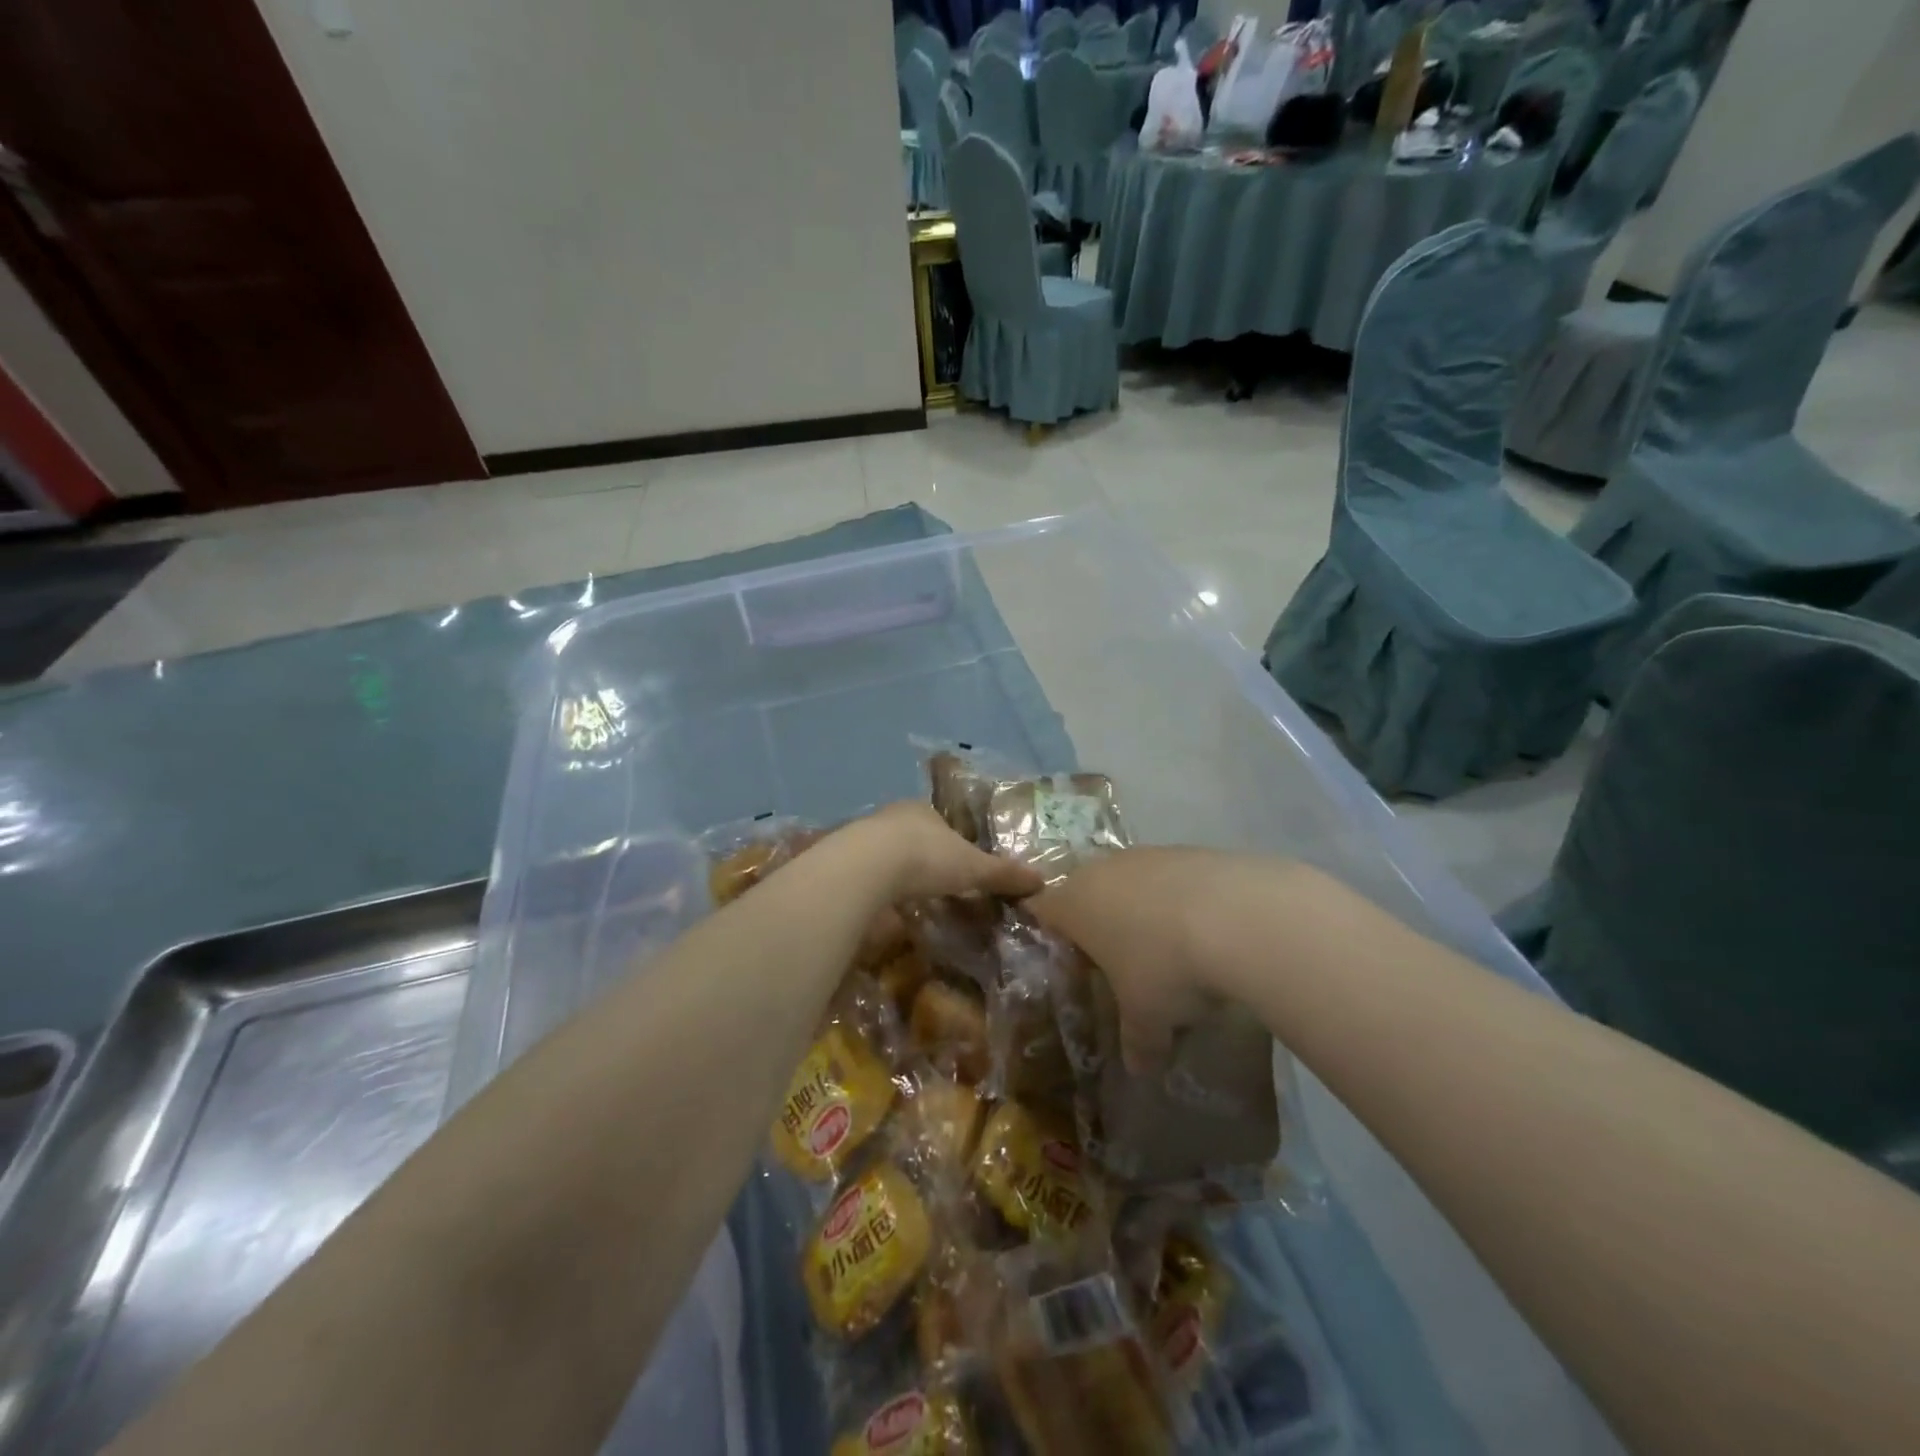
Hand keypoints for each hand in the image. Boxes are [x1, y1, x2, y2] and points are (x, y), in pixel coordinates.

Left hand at [851, 801, 1046, 903]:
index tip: (956, 862)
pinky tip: (880, 902)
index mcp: (923, 809)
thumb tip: (1041, 880)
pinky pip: (865, 871)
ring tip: (907, 895)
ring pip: (885, 851)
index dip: (950, 840)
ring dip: (895, 869)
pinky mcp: (843, 860)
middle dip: (921, 854)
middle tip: (932, 881)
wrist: (867, 866)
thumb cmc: (927, 857)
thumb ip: (1003, 873)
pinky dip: (875, 884)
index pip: (940, 821)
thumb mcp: (973, 868)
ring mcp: (863, 836)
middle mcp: (892, 816)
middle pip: (911, 834)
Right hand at [1029, 847, 1267, 1073]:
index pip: (1041, 909)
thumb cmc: (1165, 968)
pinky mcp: (1188, 850)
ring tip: (1168, 948)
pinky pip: (1170, 877)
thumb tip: (1139, 1069)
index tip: (1068, 959)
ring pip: (1130, 881)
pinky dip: (1179, 899)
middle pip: (1086, 892)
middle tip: (1118, 961)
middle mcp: (1102, 870)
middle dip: (1099, 923)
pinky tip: (1205, 929)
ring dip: (1142, 909)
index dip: (1050, 933)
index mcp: (1074, 904)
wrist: (1238, 915)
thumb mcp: (1147, 1017)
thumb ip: (1136, 1042)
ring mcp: (1147, 855)